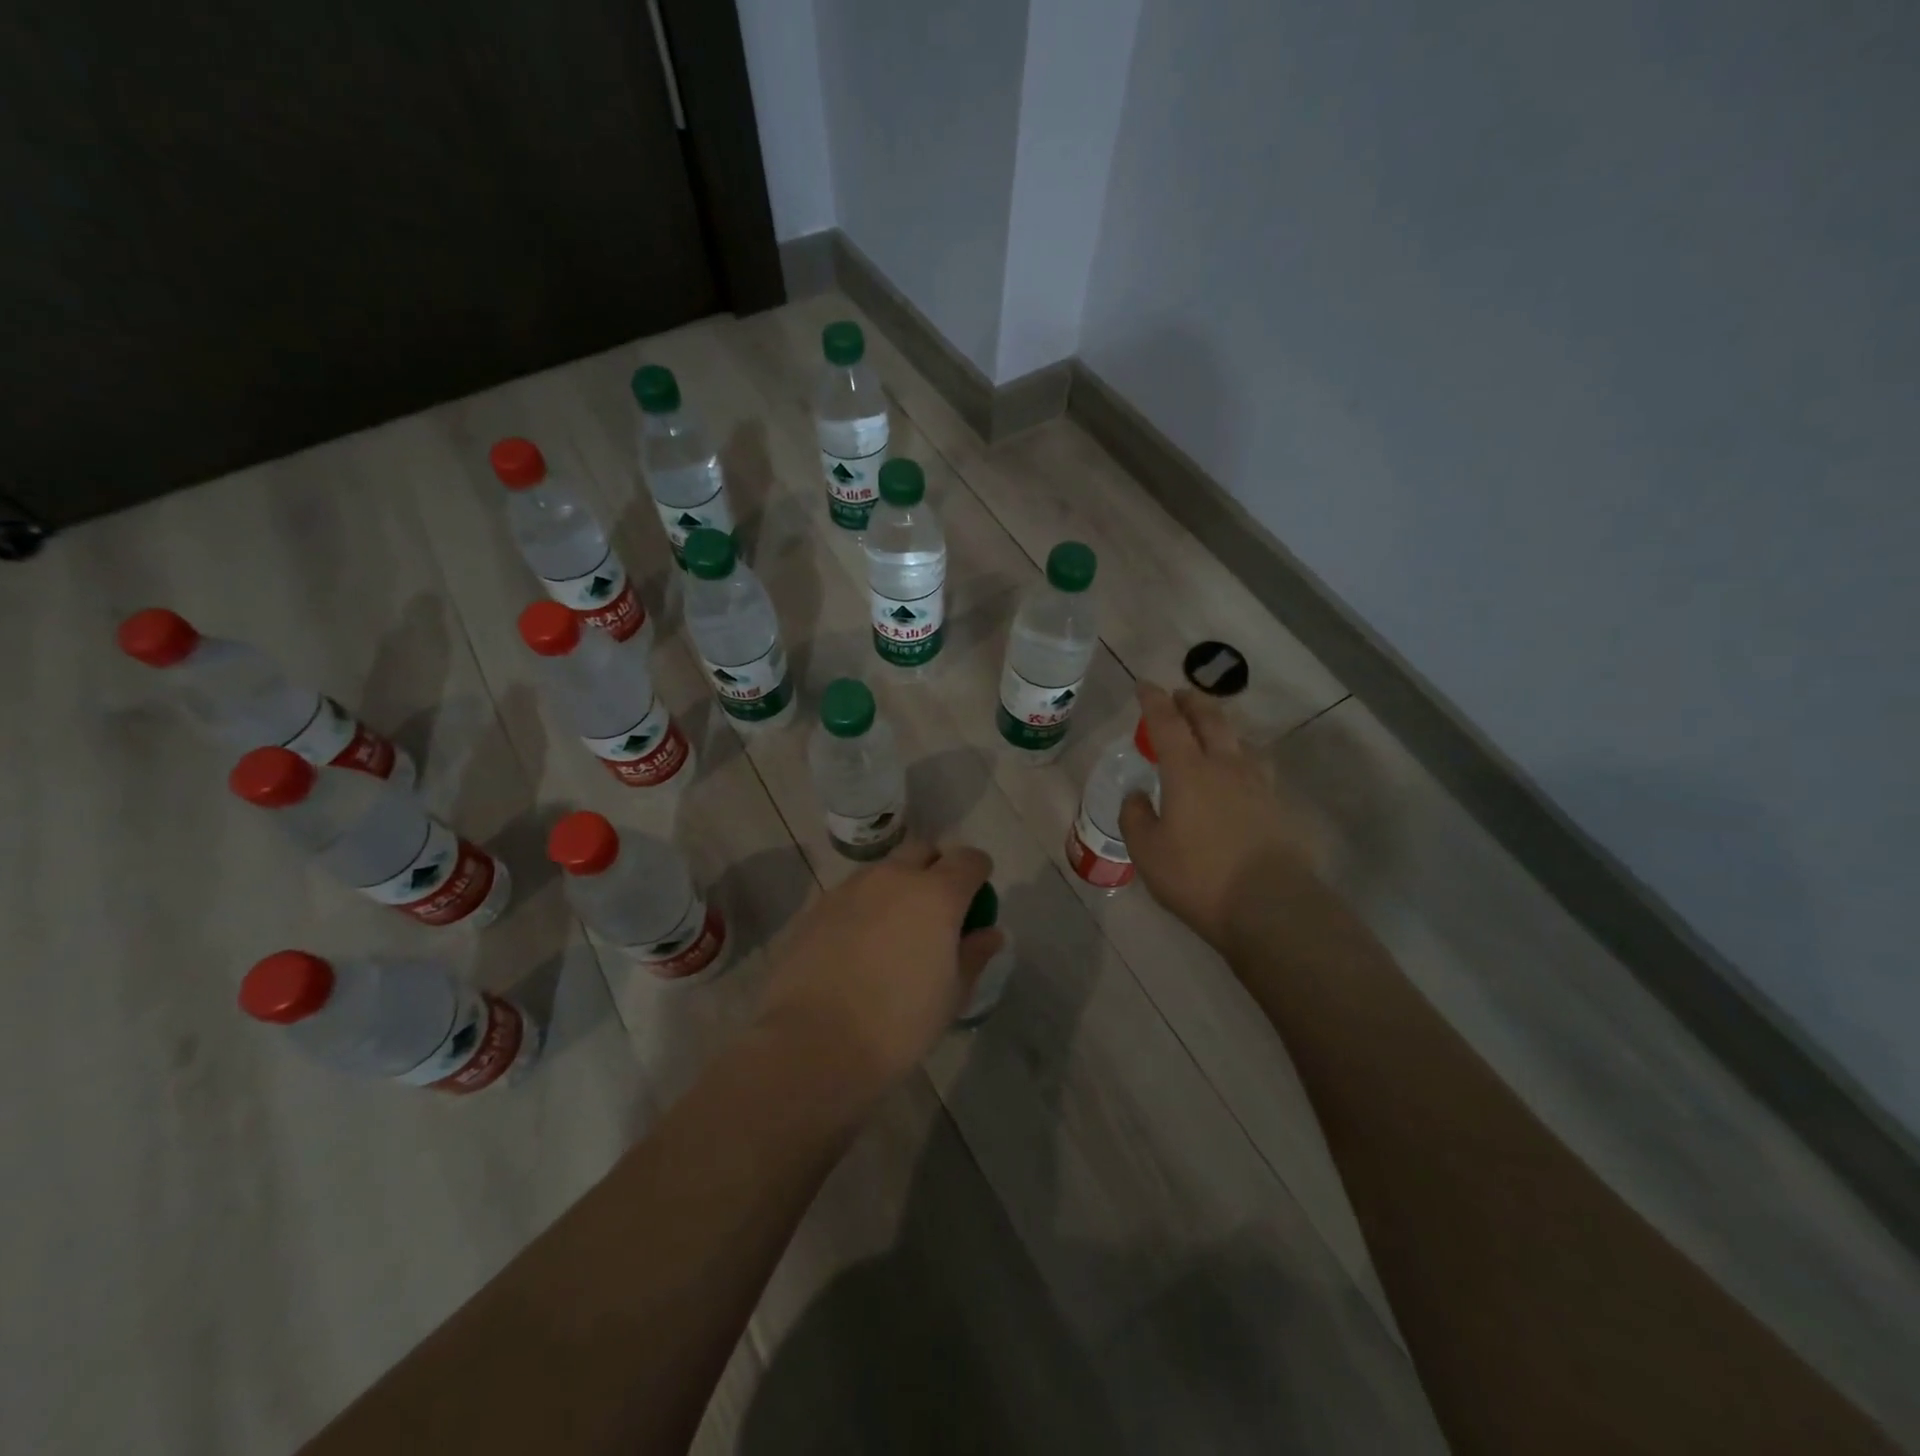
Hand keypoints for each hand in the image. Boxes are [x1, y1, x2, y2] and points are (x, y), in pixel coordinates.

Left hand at [752, 839, 1004, 1097]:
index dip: (978, 874)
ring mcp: (850, 888)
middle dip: (937, 870)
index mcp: (936, 894)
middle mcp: (893, 877)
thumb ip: (974, 955)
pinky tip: (858, 947)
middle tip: (938, 911)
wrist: (812, 1043)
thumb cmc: (898, 1024)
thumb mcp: (951, 996)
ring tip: (895, 931)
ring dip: (897, 887)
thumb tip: (989, 933)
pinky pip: (852, 894)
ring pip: (884, 871)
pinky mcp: (816, 906)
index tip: (977, 900)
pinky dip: (864, 908)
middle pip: (923, 852)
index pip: (969, 859)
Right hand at [1119, 682, 1325, 953]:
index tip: (1144, 685)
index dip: (1153, 701)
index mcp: (1188, 771)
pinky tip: (1240, 773)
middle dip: (1192, 701)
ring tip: (1212, 730)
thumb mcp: (1147, 852)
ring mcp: (1257, 784)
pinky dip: (1242, 757)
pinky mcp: (1278, 805)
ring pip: (1240, 739)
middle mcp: (1225, 766)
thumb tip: (1136, 794)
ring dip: (1222, 726)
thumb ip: (1135, 817)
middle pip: (1211, 719)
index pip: (1167, 723)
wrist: (1269, 905)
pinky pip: (1257, 766)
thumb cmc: (1198, 877)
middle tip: (1180, 695)